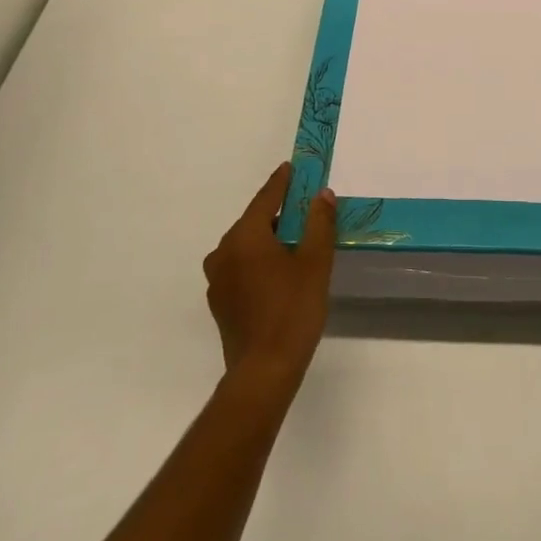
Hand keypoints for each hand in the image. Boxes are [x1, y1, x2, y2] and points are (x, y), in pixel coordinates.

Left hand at [203, 164, 336, 395]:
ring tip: (296, 241)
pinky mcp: (220, 302)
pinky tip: (280, 273)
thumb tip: (322, 195)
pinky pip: (242, 268)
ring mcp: (218, 279)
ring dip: (269, 239)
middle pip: (254, 222)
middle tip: (304, 207)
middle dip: (278, 213)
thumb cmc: (292, 311)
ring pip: (247, 246)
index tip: (292, 167)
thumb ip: (319, 223)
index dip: (281, 182)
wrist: (264, 373)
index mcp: (244, 237)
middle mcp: (223, 252)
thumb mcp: (315, 262)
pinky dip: (260, 262)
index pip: (265, 198)